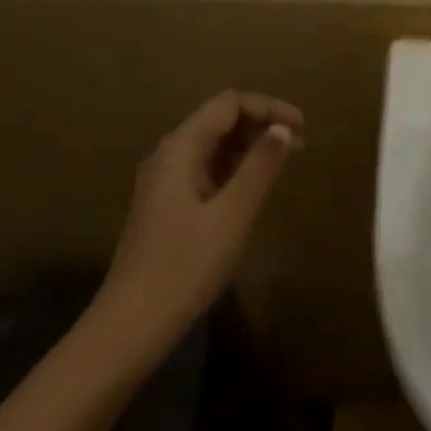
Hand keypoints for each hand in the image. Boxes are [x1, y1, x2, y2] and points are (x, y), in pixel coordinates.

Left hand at [93, 91, 303, 346]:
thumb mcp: (232, 215)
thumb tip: (282, 129)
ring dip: (250, 146)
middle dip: (261, 124)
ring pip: (213, 144)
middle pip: (220, 119)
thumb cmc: (184, 267)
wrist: (129, 328)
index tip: (302, 127)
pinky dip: (234, 167)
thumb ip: (260, 166)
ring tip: (283, 163)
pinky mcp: (166, 204)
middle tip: (299, 145)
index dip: (269, 107)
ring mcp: (164, 180)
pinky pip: (206, 167)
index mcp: (180, 147)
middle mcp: (169, 153)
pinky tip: (254, 187)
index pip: (230, 103)